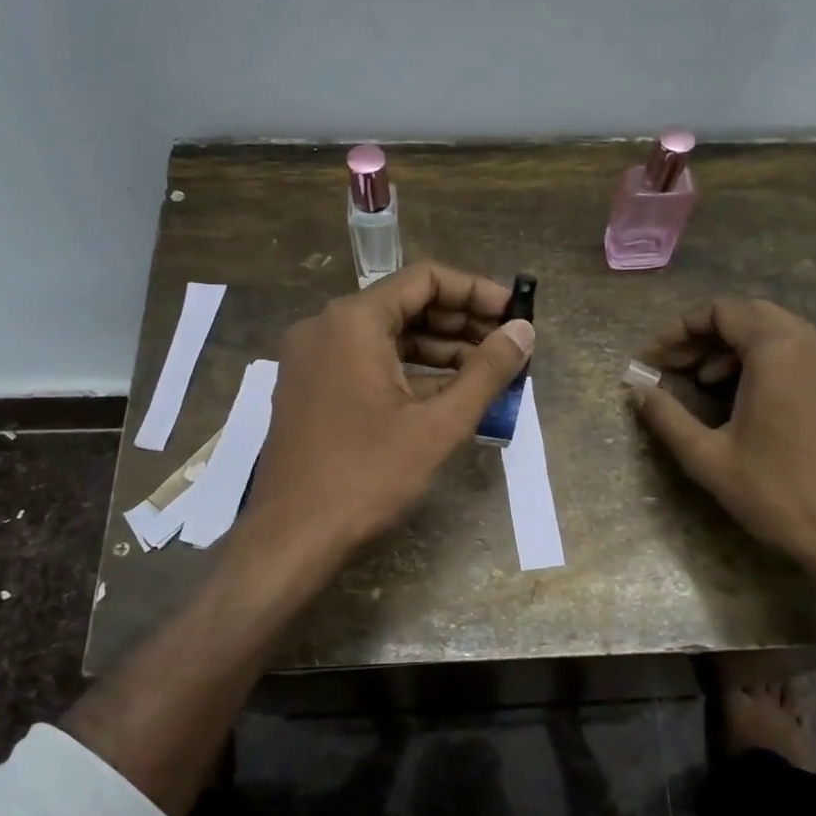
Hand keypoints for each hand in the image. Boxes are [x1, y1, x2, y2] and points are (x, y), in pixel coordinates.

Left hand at [238, 263, 534, 567]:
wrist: (291, 536)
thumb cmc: (367, 476)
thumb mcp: (438, 424)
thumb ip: (486, 371)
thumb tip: (524, 330)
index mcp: (353, 321)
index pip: (425, 279)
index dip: (476, 292)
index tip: (515, 313)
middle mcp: (327, 327)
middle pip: (406, 304)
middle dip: (462, 322)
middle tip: (508, 345)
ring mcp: (313, 358)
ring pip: (387, 336)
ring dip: (439, 349)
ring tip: (488, 371)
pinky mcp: (311, 388)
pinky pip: (367, 362)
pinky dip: (409, 371)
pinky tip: (448, 393)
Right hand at [632, 297, 815, 582]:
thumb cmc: (775, 493)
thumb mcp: (707, 456)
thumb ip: (666, 416)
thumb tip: (637, 391)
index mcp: (780, 350)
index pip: (723, 311)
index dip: (681, 330)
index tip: (654, 358)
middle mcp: (815, 342)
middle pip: (750, 315)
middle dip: (706, 336)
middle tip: (674, 366)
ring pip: (776, 331)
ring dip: (734, 347)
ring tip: (702, 381)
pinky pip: (799, 351)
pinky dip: (764, 360)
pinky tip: (742, 395)